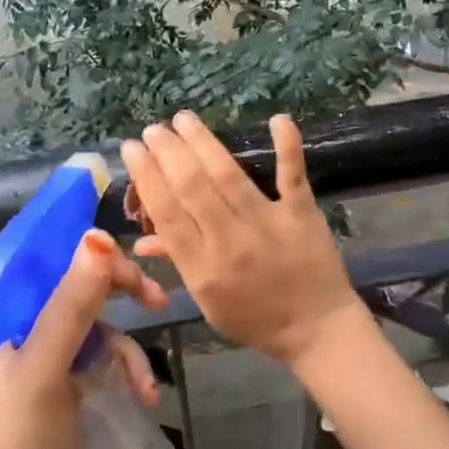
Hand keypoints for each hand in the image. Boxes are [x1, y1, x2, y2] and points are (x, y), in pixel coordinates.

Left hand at [0, 230, 164, 448]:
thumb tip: (98, 236)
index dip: (77, 240)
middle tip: (156, 297)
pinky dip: (126, 373)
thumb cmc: (19, 447)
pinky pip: (104, 358)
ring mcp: (45, 358)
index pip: (39, 256)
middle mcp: (20, 330)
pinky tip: (144, 396)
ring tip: (147, 384)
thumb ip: (72, 303)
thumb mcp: (46, 370)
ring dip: (128, 348)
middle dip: (118, 291)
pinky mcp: (67, 385)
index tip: (124, 239)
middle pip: (76, 285)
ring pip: (97, 323)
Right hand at [122, 112, 366, 371]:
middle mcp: (230, 242)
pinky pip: (292, 176)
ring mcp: (267, 224)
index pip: (166, 213)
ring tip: (183, 119)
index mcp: (202, 267)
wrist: (316, 330)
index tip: (132, 148)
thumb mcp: (207, 300)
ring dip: (203, 142)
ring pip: (228, 175)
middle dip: (168, 152)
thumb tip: (141, 239)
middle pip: (192, 187)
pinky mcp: (301, 215)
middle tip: (154, 129)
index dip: (146, 176)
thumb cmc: (254, 318)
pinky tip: (277, 119)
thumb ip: (177, 263)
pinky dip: (287, 146)